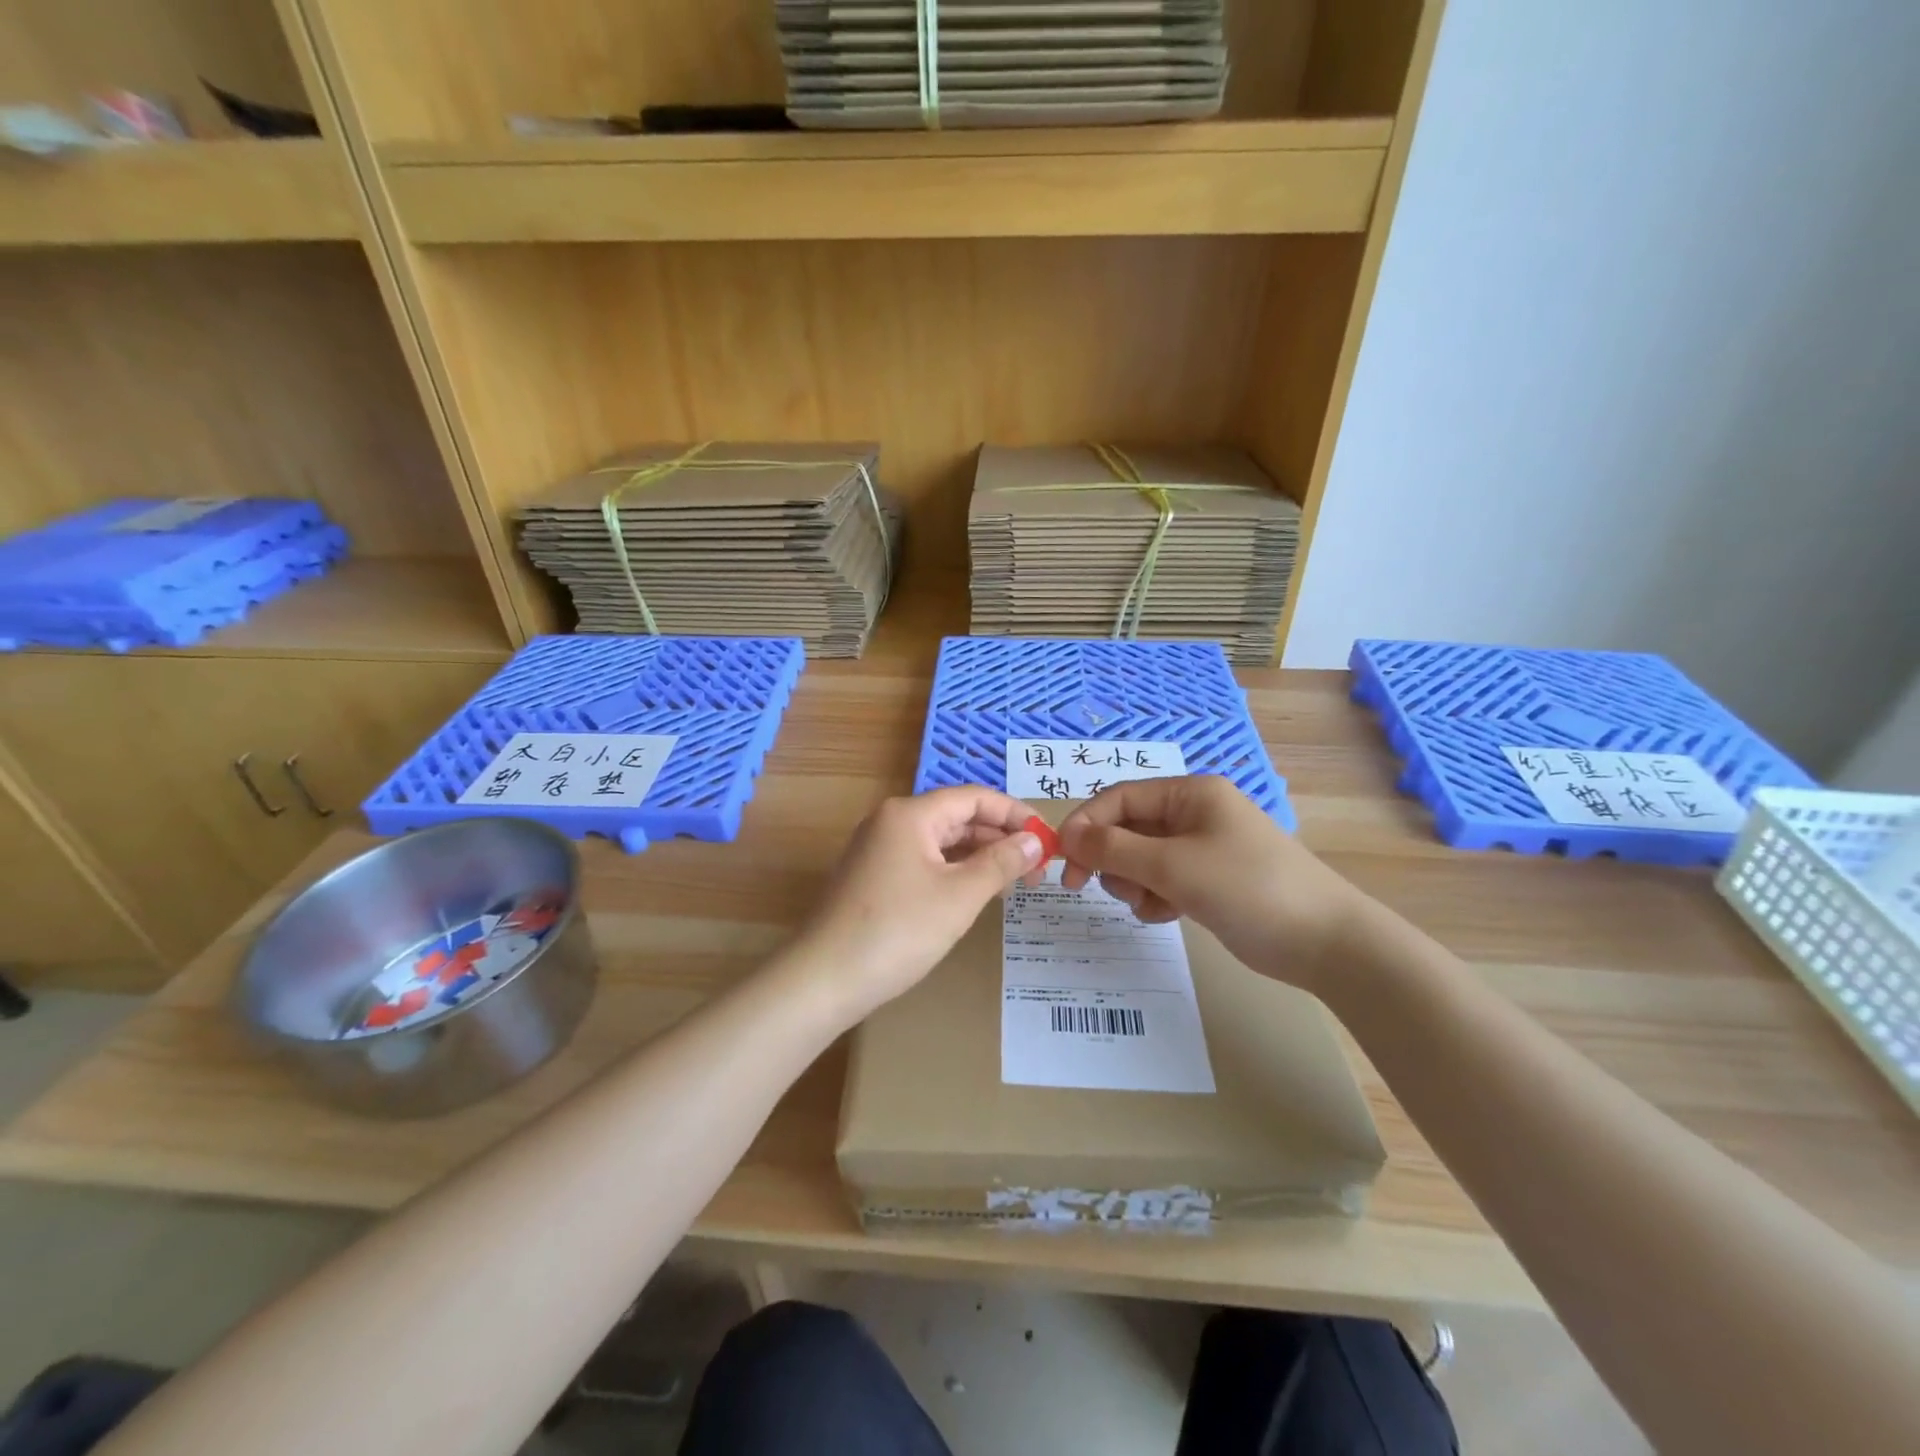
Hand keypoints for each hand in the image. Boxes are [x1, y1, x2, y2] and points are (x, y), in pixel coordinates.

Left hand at [791, 787, 1044, 1022]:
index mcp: (910, 814)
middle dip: (1000, 837)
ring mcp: (878, 850)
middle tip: (1037, 868)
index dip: (1016, 813)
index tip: (1048, 839)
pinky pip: (924, 862)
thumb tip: (1035, 841)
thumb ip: (1001, 862)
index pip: (974, 797)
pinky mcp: (873, 878)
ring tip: (1015, 882)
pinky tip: (976, 894)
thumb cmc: (897, 931)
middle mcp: (891, 822)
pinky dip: (955, 872)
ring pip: (941, 842)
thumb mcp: (960, 896)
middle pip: (957, 817)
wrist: (824, 979)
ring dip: (979, 857)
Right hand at [1059, 775, 1365, 990]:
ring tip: (1152, 905)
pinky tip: (1169, 916)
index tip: (1063, 860)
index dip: (1086, 824)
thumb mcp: (1174, 866)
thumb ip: (1115, 848)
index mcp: (1190, 794)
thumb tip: (1067, 834)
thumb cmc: (1248, 888)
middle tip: (1098, 888)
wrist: (1325, 942)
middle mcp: (1193, 813)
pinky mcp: (1208, 880)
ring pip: (1141, 858)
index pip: (1119, 797)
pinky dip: (1156, 898)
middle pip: (1127, 828)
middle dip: (1112, 859)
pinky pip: (1162, 880)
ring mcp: (1202, 848)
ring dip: (1134, 882)